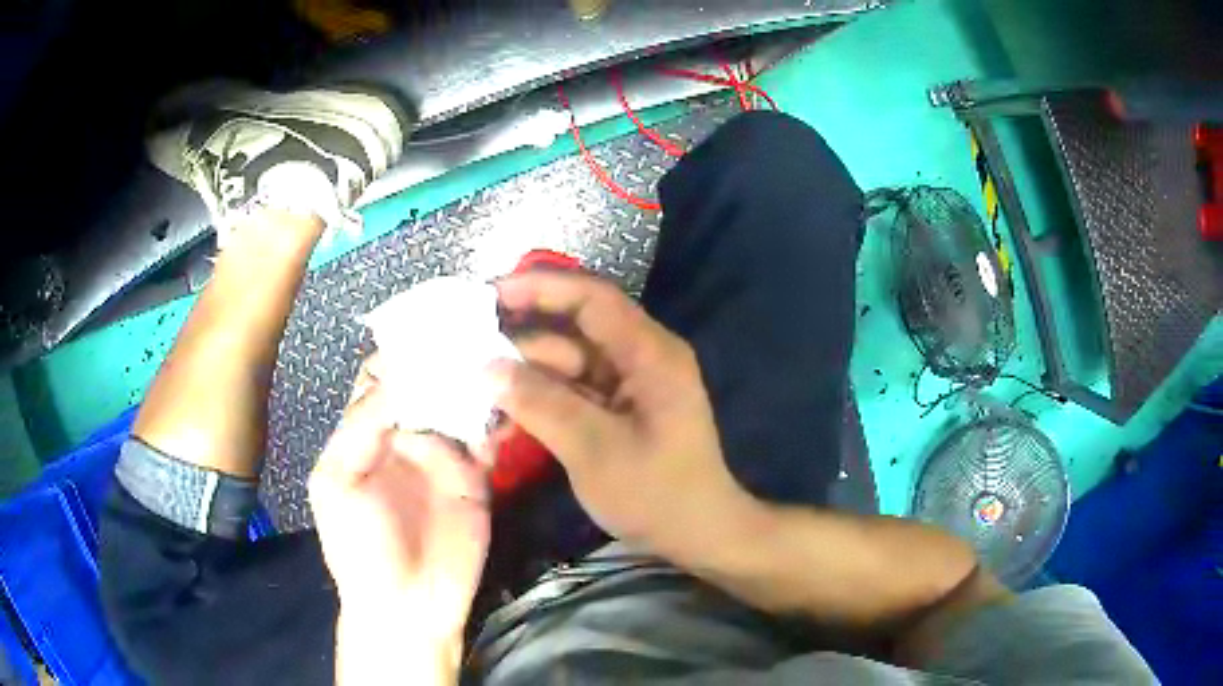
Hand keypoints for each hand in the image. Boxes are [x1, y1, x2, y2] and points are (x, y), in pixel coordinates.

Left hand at [309, 355, 489, 665]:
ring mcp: (444, 454)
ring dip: (475, 382)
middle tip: (476, 329)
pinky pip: (487, 438)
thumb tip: (399, 375)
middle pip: (426, 382)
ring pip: (460, 404)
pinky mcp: (477, 476)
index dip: (401, 350)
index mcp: (366, 429)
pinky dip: (498, 419)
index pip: (382, 375)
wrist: (406, 605)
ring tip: (499, 355)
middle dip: (446, 358)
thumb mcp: (337, 482)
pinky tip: (509, 402)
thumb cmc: (358, 546)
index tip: (430, 323)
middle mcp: (405, 433)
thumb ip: (360, 426)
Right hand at [490, 272, 755, 561]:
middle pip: (573, 332)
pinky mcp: (617, 411)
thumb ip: (539, 403)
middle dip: (520, 343)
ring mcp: (628, 386)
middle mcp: (639, 358)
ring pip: (566, 366)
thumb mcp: (594, 449)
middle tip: (465, 354)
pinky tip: (503, 423)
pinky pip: (571, 394)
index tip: (488, 296)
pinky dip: (539, 404)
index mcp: (649, 353)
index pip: (591, 298)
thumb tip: (485, 368)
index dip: (540, 287)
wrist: (698, 535)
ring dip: (523, 381)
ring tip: (474, 399)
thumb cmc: (656, 493)